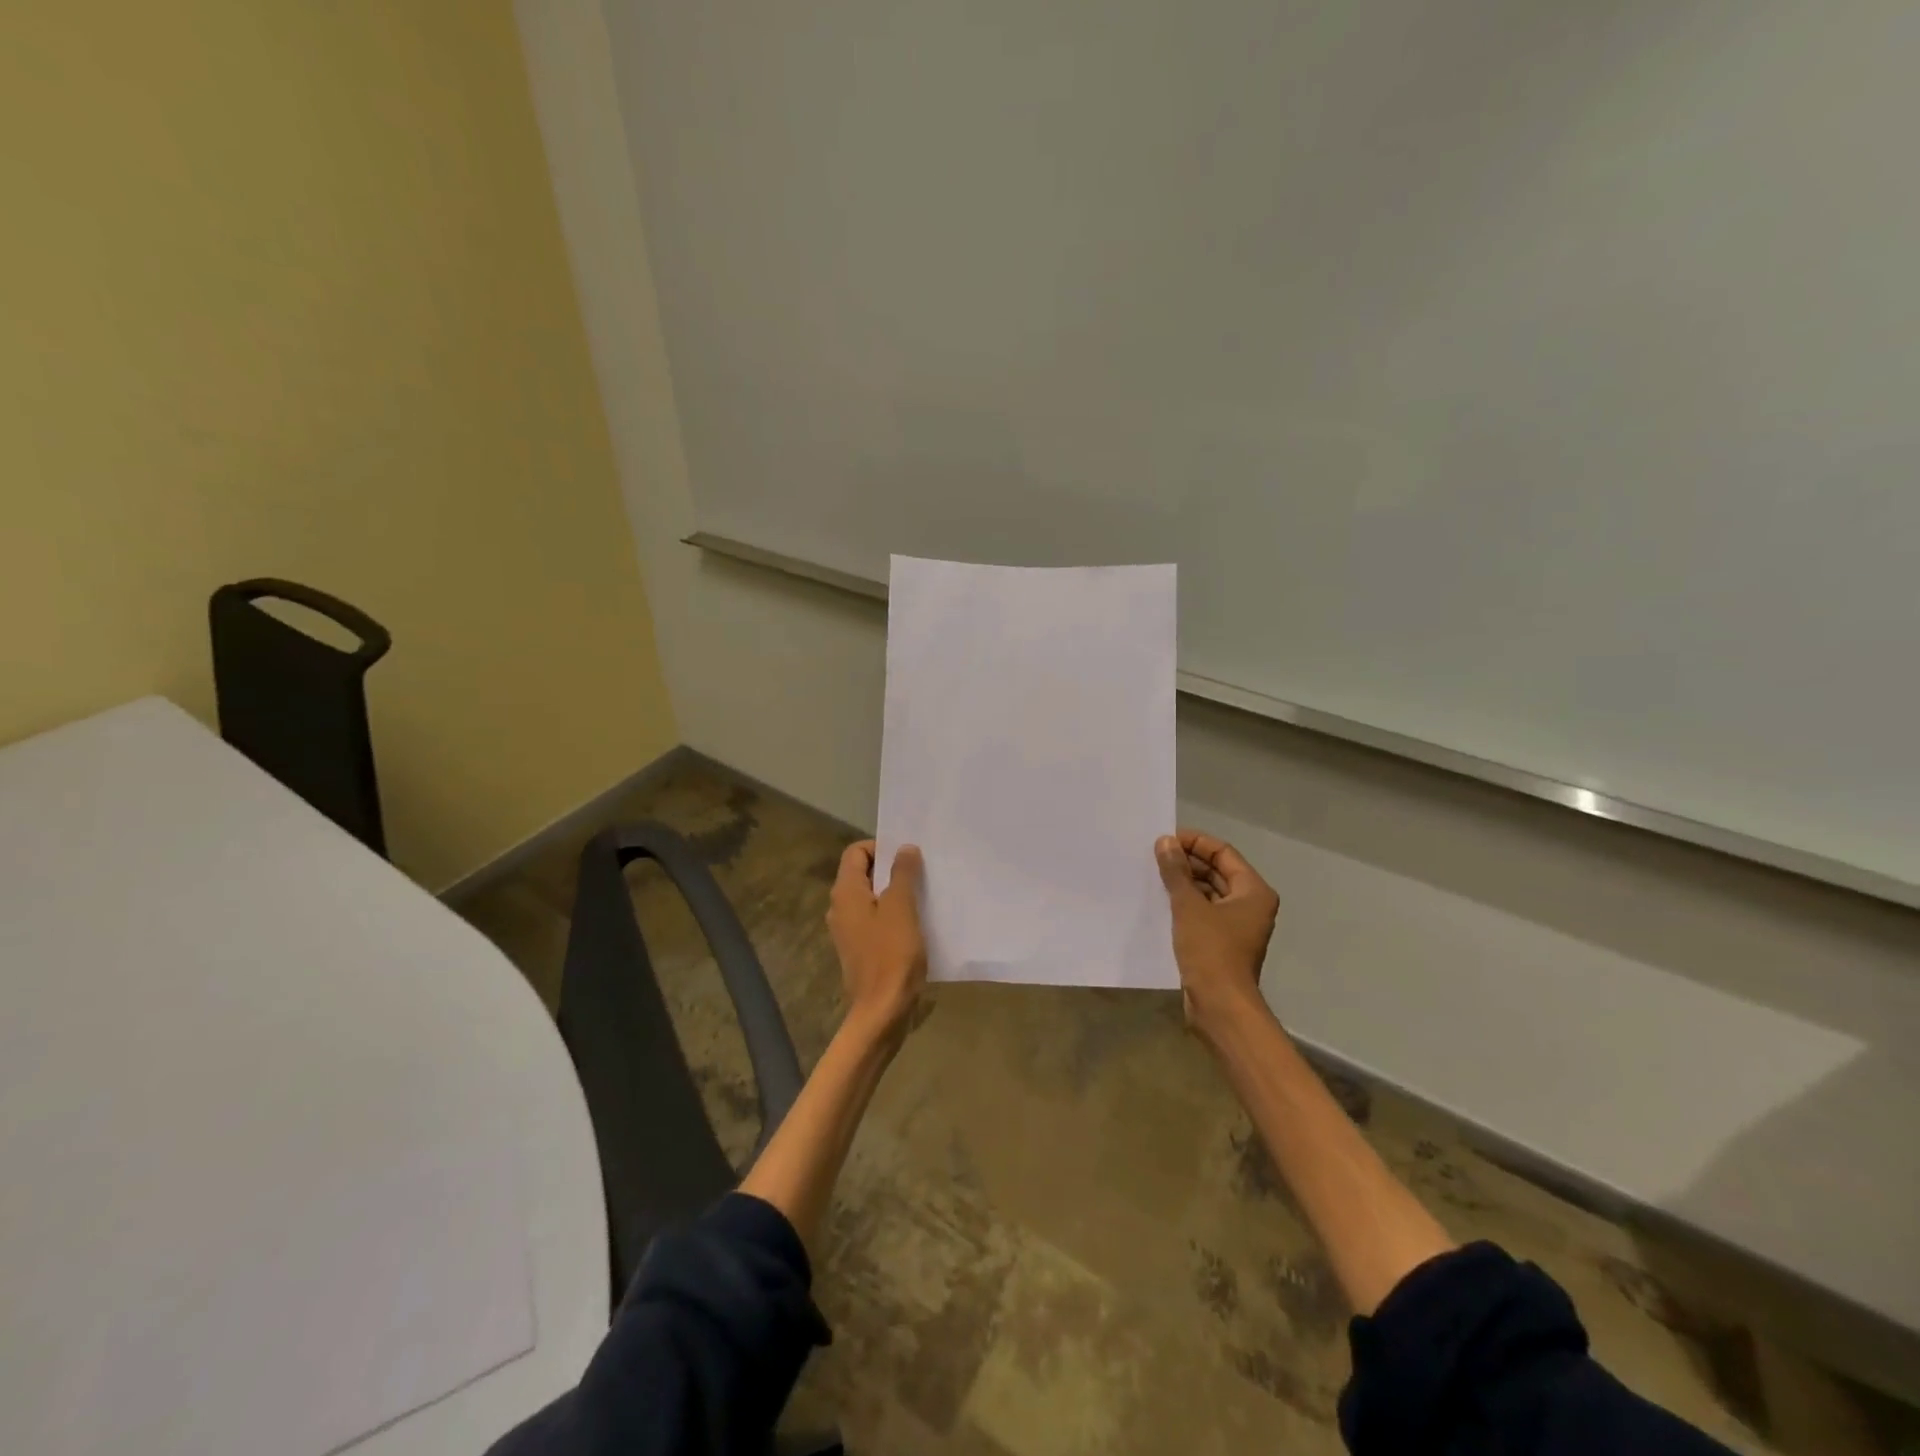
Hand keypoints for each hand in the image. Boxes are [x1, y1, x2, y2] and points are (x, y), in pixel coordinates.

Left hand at [827, 840, 927, 1038]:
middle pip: (864, 873)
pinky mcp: (861, 949)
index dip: (881, 847)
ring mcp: (850, 931)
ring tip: (924, 895)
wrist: (882, 1011)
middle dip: (892, 869)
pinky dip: (894, 915)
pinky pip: (877, 920)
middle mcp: (841, 908)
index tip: (909, 856)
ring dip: (896, 893)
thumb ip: (902, 874)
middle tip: (922, 872)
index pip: (856, 852)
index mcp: (846, 893)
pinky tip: (918, 922)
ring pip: (872, 898)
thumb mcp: (901, 908)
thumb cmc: (891, 955)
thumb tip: (904, 848)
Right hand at [1155, 829, 1278, 1036]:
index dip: (1195, 842)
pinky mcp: (1222, 943)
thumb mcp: (1189, 906)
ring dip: (1184, 883)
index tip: (1165, 840)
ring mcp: (1237, 925)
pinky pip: (1203, 912)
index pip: (1223, 852)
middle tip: (1154, 856)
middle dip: (1187, 862)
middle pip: (1217, 871)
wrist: (1220, 1005)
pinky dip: (1185, 904)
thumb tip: (1165, 842)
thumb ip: (1176, 871)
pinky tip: (1160, 901)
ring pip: (1209, 893)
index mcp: (1253, 891)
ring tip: (1153, 875)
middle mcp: (1250, 904)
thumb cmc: (1211, 950)